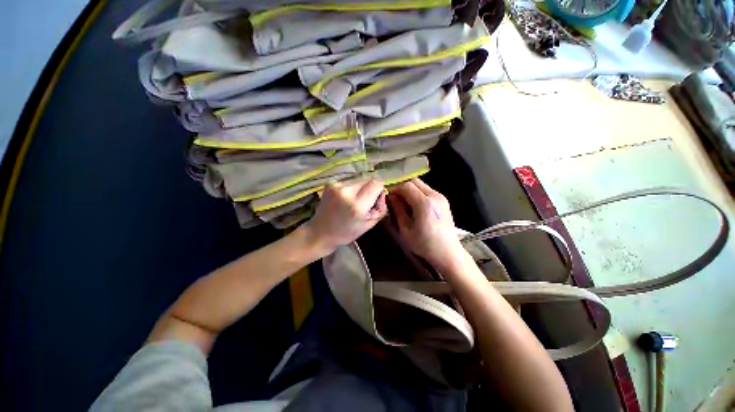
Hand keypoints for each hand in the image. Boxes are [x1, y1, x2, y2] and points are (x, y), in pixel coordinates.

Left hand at [303, 179, 386, 254]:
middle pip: (368, 179)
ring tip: (352, 202)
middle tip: (364, 203)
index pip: (376, 183)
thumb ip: (381, 208)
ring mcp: (336, 185)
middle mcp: (346, 191)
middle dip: (370, 189)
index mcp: (357, 205)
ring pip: (358, 180)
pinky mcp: (330, 183)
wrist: (320, 232)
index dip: (379, 190)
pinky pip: (348, 181)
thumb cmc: (346, 233)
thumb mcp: (369, 225)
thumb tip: (382, 192)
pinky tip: (344, 199)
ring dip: (360, 189)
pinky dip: (350, 189)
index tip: (375, 200)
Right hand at [388, 179, 466, 269]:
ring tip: (404, 202)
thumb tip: (391, 196)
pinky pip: (427, 190)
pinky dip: (418, 193)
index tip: (388, 196)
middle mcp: (434, 196)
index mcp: (424, 204)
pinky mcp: (443, 200)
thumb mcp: (406, 229)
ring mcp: (441, 197)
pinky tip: (414, 205)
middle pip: (414, 181)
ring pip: (421, 184)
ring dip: (410, 189)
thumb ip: (398, 210)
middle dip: (402, 187)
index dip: (395, 189)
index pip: (406, 186)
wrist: (448, 252)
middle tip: (395, 198)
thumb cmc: (424, 244)